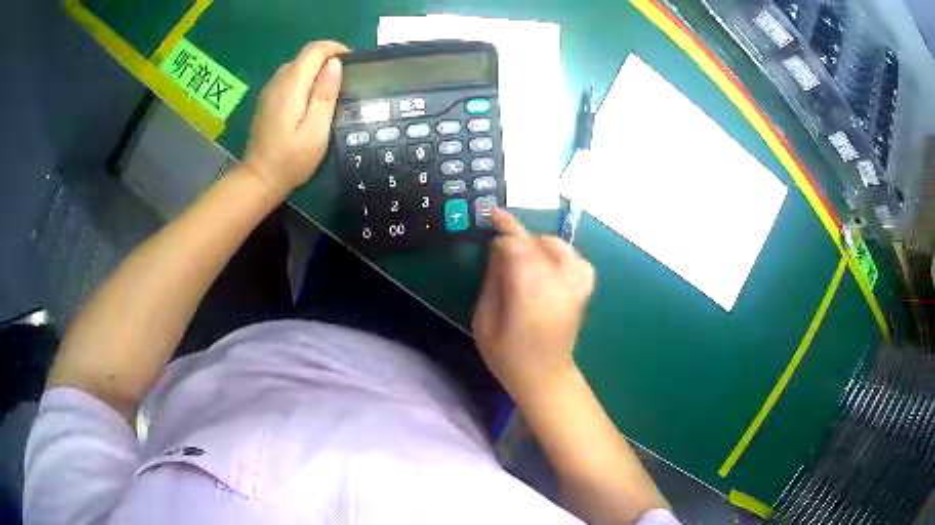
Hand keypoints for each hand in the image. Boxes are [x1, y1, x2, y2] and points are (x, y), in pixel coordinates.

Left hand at [242, 40, 348, 199]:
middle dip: (328, 59)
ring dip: (316, 69)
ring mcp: (270, 90)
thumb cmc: (291, 160)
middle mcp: (278, 81)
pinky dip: (304, 79)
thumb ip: (325, 95)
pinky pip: (289, 77)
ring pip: (297, 65)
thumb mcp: (316, 131)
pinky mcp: (267, 100)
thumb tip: (335, 64)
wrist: (258, 179)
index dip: (336, 49)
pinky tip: (311, 99)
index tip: (352, 63)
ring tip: (331, 89)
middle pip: (305, 55)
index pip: (314, 50)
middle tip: (345, 79)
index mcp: (291, 86)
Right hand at [472, 208, 595, 403]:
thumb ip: (493, 282)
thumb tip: (497, 250)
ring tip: (523, 251)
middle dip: (518, 235)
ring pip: (560, 248)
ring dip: (539, 242)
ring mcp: (574, 288)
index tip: (491, 218)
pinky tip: (550, 261)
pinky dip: (563, 254)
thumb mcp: (485, 321)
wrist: (545, 378)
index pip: (519, 249)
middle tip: (500, 234)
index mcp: (528, 296)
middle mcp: (556, 286)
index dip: (505, 229)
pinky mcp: (582, 292)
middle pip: (538, 245)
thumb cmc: (507, 355)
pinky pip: (578, 261)